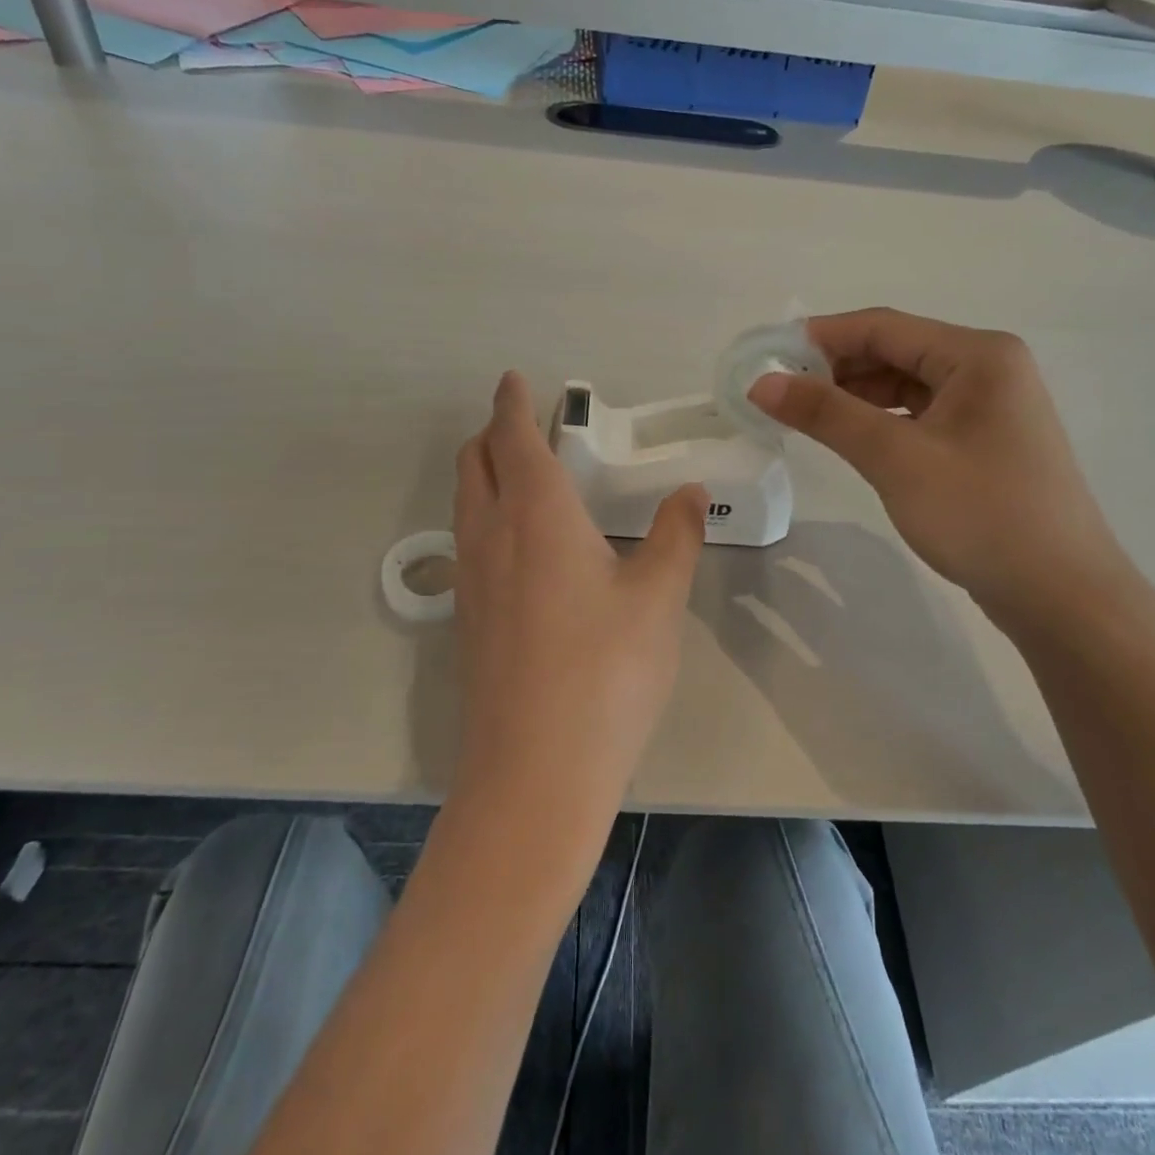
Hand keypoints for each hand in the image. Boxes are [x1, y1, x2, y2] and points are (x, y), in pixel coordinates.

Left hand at [450, 372, 705, 854]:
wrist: (534, 773)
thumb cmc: (606, 672)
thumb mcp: (658, 598)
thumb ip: (676, 536)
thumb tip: (689, 492)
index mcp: (536, 514)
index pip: (513, 437)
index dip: (512, 403)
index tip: (514, 381)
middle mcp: (490, 536)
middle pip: (474, 463)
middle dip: (492, 433)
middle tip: (524, 424)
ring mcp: (470, 581)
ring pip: (465, 503)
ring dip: (484, 474)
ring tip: (521, 475)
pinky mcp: (467, 620)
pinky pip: (468, 543)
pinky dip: (485, 517)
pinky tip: (520, 548)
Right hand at [748, 309, 1128, 624]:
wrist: (1062, 595)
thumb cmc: (980, 514)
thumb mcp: (895, 459)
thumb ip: (827, 414)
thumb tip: (762, 384)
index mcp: (978, 355)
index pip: (884, 327)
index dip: (821, 338)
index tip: (767, 359)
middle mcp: (988, 369)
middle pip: (896, 352)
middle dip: (836, 370)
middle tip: (779, 395)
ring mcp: (990, 408)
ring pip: (906, 387)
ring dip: (856, 398)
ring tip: (805, 419)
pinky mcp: (984, 443)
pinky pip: (920, 417)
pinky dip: (881, 423)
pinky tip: (850, 440)